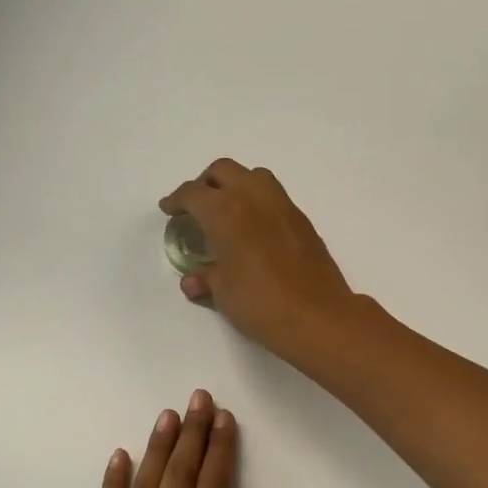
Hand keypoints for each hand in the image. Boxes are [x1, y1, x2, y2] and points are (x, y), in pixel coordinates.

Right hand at [160, 159, 360, 363]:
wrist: (317, 316)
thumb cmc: (261, 303)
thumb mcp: (224, 293)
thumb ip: (206, 278)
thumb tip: (193, 281)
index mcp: (226, 211)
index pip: (193, 193)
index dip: (177, 200)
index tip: (169, 209)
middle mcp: (254, 198)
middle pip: (223, 171)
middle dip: (205, 184)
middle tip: (197, 208)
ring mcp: (283, 206)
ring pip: (253, 176)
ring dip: (235, 185)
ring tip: (227, 213)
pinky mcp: (302, 221)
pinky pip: (274, 197)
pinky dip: (258, 203)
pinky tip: (255, 231)